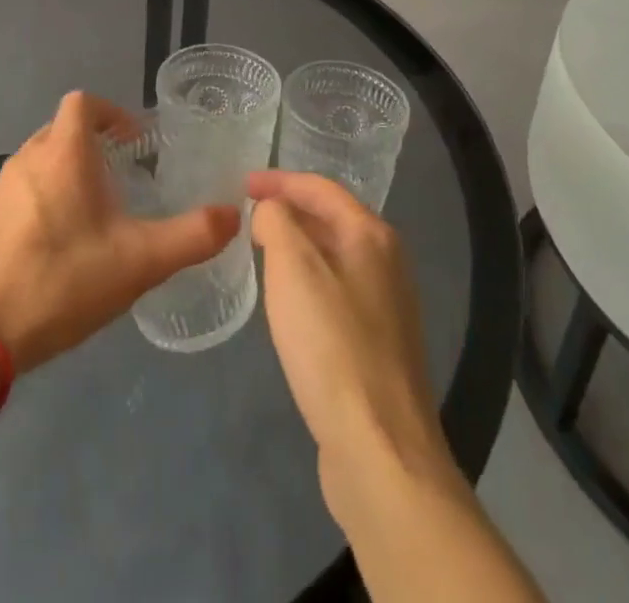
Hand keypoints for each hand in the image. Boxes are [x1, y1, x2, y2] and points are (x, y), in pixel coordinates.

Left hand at [0, 92, 239, 371]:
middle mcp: (28, 159)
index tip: (134, 141)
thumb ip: (192, 236)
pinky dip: (43, 200)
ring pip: (40, 161)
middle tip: (122, 178)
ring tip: (94, 213)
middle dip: (93, 145)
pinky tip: (58, 246)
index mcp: (63, 153)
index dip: (110, 112)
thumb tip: (233, 214)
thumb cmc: (63, 281)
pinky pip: (21, 192)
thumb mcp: (140, 261)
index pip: (83, 103)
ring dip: (68, 173)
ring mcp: (0, 190)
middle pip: (61, 130)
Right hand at [247, 171, 458, 520]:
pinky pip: (337, 291)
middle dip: (289, 210)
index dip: (279, 180)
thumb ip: (277, 223)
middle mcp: (387, 262)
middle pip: (332, 218)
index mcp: (371, 235)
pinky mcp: (379, 344)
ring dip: (298, 246)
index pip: (321, 188)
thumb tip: (272, 212)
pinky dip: (309, 281)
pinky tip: (289, 302)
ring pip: (334, 256)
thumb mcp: (292, 268)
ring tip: (261, 249)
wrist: (380, 447)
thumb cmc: (331, 345)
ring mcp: (388, 305)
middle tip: (247, 214)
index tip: (241, 184)